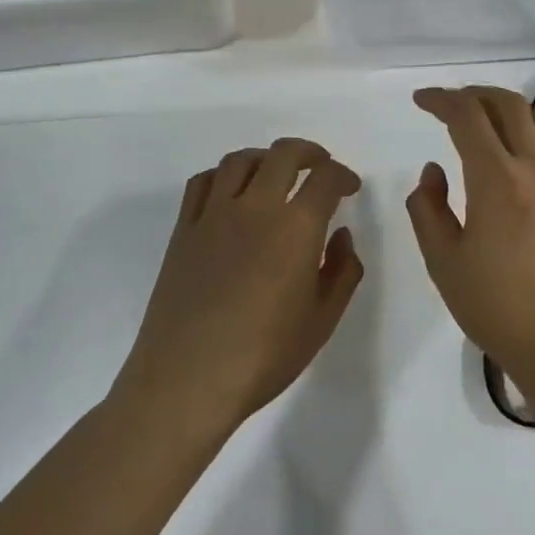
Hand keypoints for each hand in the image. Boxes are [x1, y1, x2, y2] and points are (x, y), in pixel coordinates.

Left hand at [115, 138, 363, 431]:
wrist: (187, 381)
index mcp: (296, 228)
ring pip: (241, 160)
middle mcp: (256, 208)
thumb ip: (342, 271)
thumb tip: (340, 235)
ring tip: (277, 174)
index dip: (344, 176)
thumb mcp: (322, 320)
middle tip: (321, 167)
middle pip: (284, 154)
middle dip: (310, 153)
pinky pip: (203, 182)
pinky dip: (224, 175)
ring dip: (266, 158)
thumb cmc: (264, 356)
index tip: (350, 188)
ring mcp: (214, 216)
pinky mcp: (184, 230)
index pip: (326, 178)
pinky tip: (233, 194)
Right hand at [405, 86, 534, 397]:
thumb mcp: (444, 262)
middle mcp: (533, 166)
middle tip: (449, 105)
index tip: (420, 101)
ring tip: (485, 122)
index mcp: (496, 178)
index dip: (441, 100)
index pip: (467, 116)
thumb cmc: (497, 305)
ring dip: (507, 108)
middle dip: (474, 94)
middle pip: (508, 104)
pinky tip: (522, 152)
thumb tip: (434, 171)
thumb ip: (428, 209)